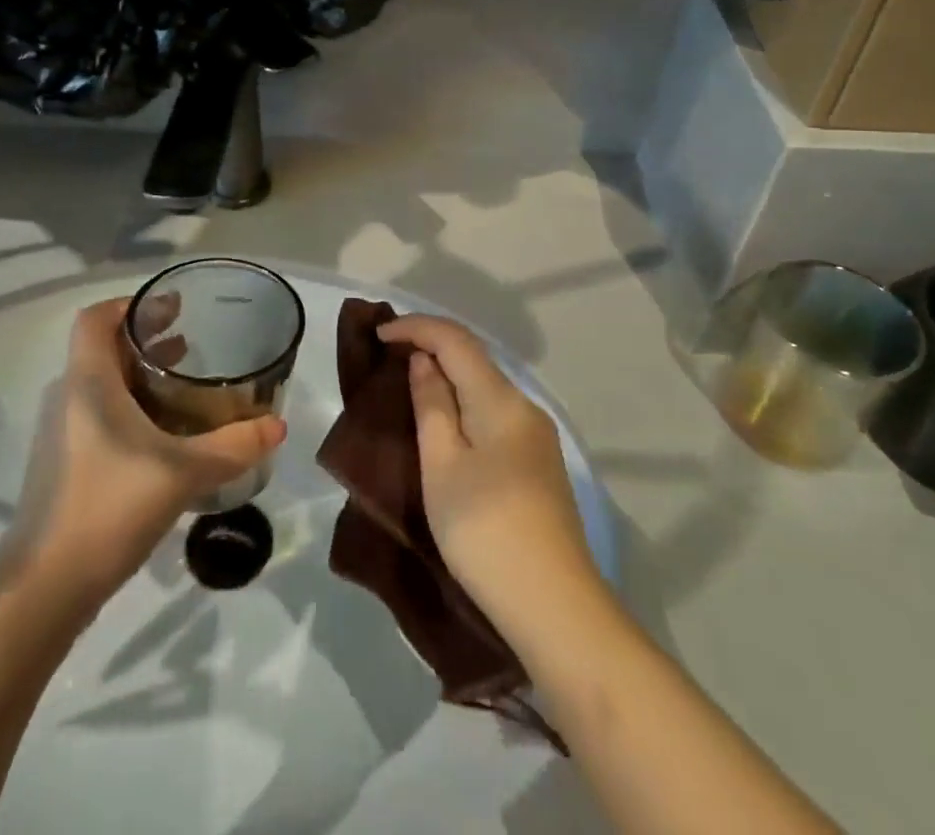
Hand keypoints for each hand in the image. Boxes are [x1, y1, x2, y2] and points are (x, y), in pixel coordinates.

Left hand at [0, 297, 285, 603]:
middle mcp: (69, 398)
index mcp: (88, 382)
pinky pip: (100, 415)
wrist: (43, 590)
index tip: (172, 308)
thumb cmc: (109, 507)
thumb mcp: (183, 471)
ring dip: (141, 375)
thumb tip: (278, 425)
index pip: (95, 318)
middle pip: (103, 348)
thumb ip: (234, 445)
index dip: (131, 304)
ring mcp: (63, 434)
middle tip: (192, 338)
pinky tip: (166, 434)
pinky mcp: (66, 466)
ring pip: (102, 384)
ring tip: (185, 379)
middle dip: (146, 338)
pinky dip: (132, 407)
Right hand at [385, 314, 602, 630]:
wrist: (556, 608)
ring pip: (485, 387)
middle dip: (431, 347)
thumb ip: (432, 405)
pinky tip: (447, 425)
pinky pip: (495, 414)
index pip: (456, 339)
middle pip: (474, 358)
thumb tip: (425, 361)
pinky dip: (465, 404)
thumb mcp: (443, 466)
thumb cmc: (486, 532)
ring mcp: (537, 437)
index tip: (378, 334)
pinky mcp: (539, 464)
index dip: (416, 327)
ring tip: (410, 387)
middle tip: (388, 356)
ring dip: (448, 377)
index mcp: (501, 399)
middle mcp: (525, 406)